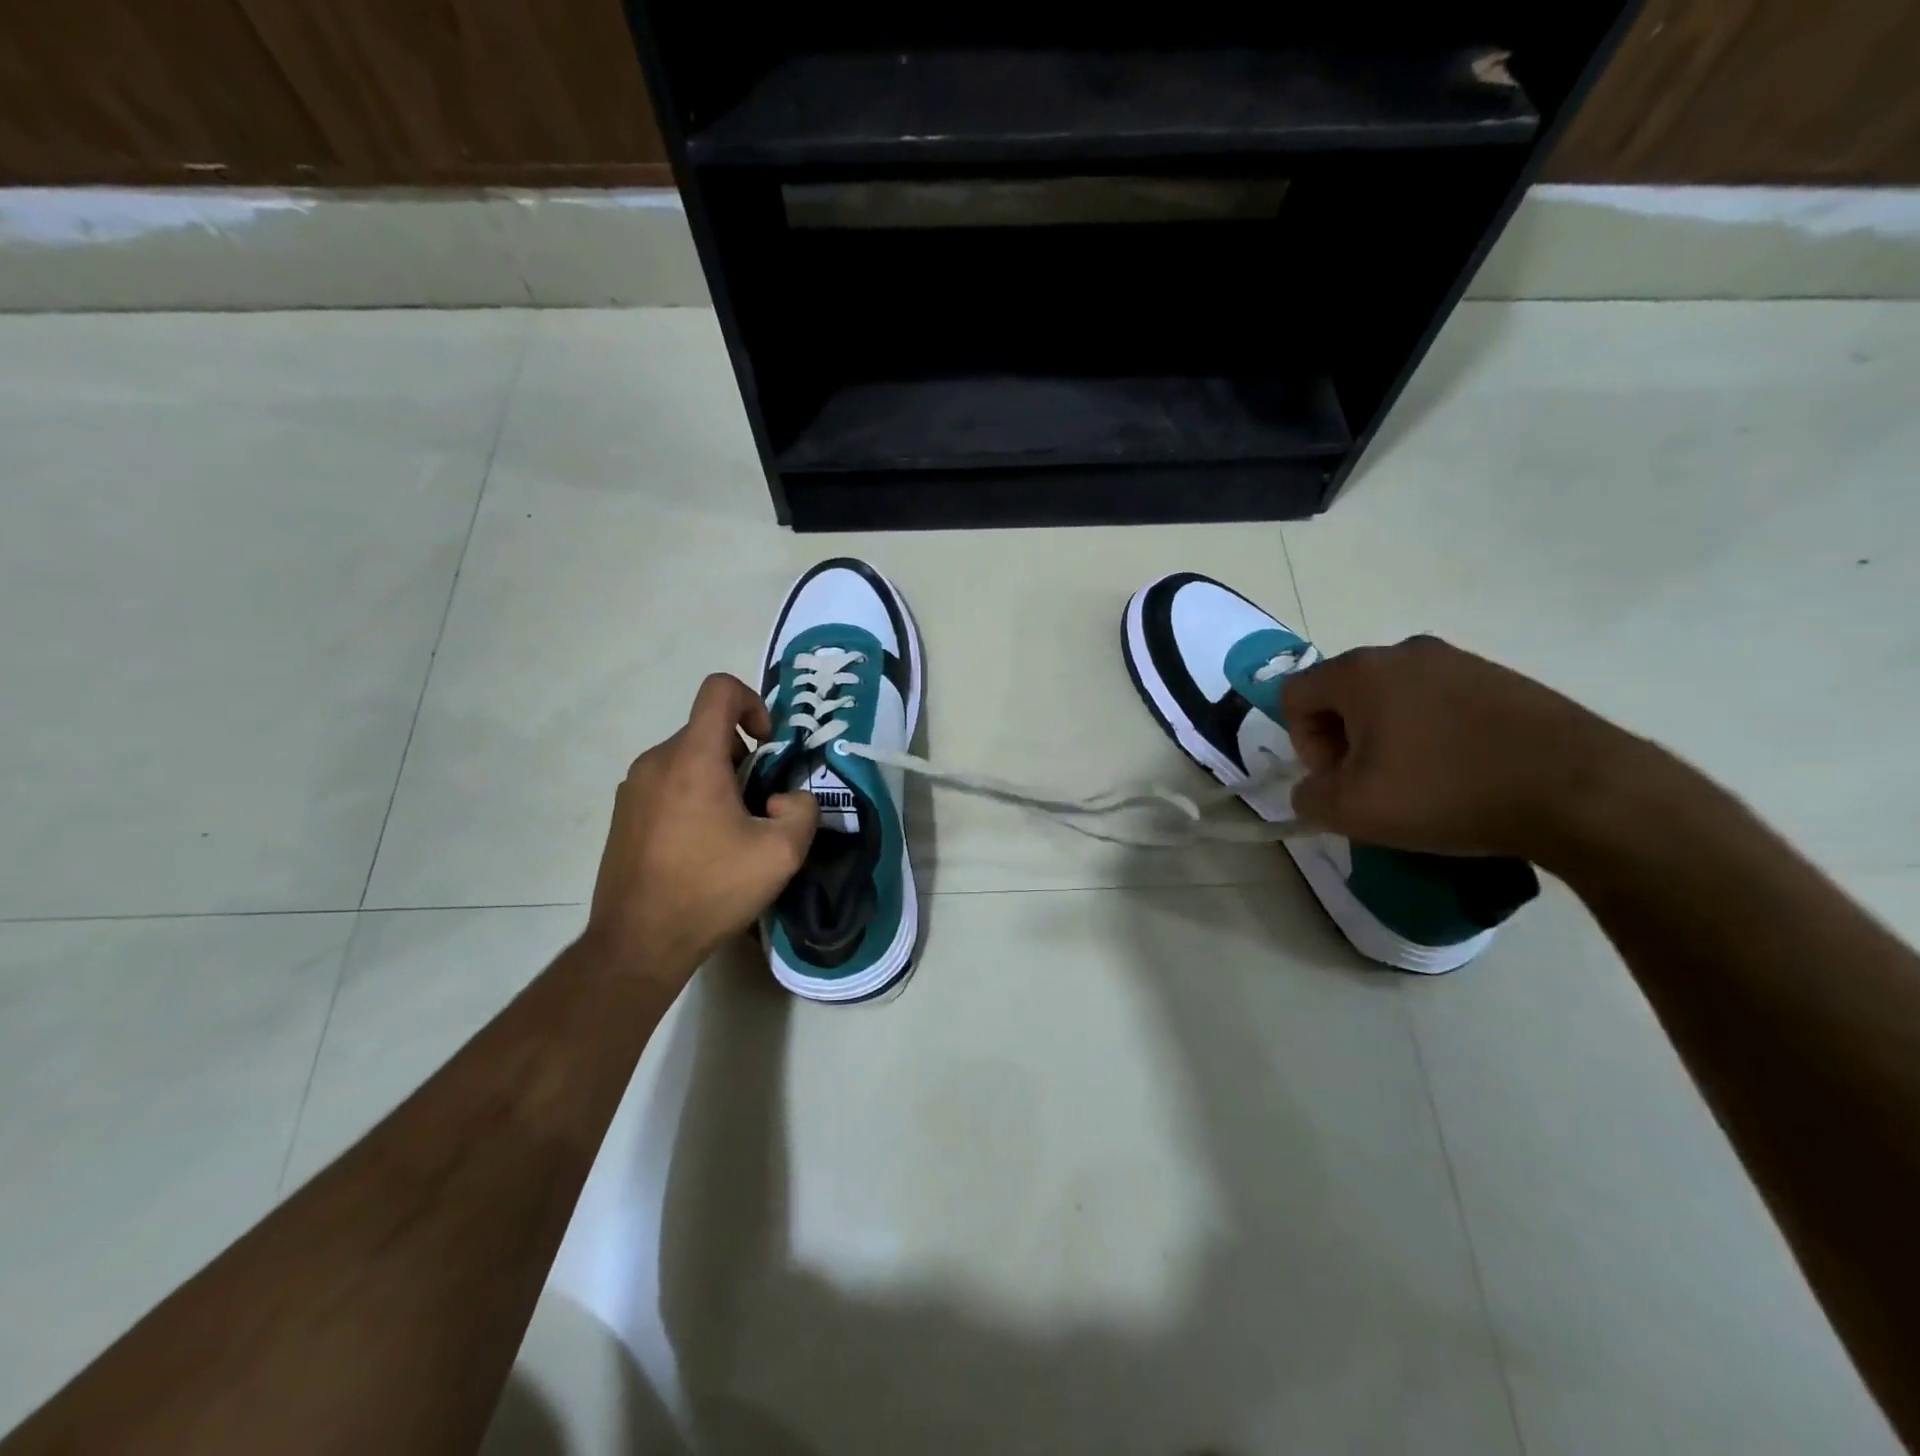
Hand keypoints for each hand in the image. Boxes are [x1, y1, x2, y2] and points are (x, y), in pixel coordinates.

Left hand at [585, 673, 816, 977]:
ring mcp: (633, 787)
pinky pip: (668, 784)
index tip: (768, 747)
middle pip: (709, 731)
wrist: (639, 942)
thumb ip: (803, 809)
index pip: (720, 689)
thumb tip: (783, 798)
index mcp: (694, 758)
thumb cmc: (712, 889)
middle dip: (744, 758)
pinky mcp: (623, 813)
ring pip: (689, 760)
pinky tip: (701, 848)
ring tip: (732, 833)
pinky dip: (693, 798)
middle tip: (760, 806)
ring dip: (719, 781)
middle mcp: (657, 760)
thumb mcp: (783, 852)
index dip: (753, 703)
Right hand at [1281, 636, 1642, 859]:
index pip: (1295, 695)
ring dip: (1389, 739)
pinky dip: (1433, 736)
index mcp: (1361, 671)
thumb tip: (1316, 789)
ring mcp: (1461, 661)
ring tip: (1420, 784)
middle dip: (1345, 741)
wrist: (1580, 791)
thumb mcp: (1351, 810)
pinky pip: (1441, 704)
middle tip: (1373, 786)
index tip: (1339, 779)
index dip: (1302, 743)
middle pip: (1344, 694)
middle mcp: (1406, 652)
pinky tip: (1461, 774)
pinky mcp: (1503, 679)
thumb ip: (1308, 797)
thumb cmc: (1445, 792)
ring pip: (1394, 699)